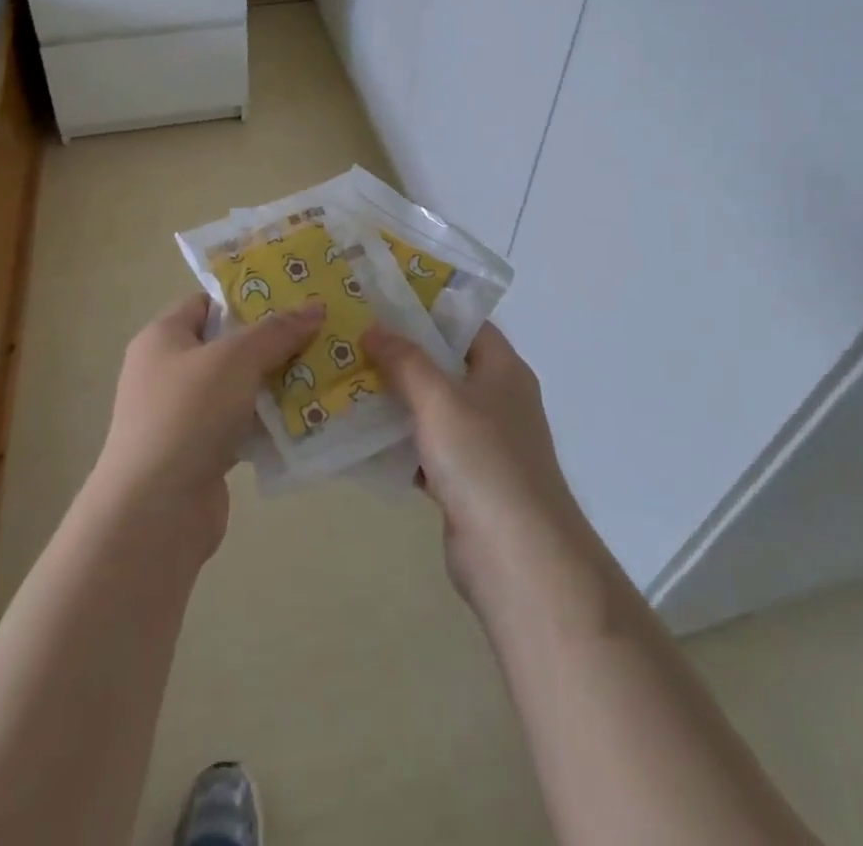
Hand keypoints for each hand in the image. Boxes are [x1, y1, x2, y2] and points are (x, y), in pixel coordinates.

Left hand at [91, 293, 324, 551]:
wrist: (155, 512)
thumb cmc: (187, 414)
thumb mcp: (236, 359)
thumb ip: (277, 331)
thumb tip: (315, 306)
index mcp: (163, 338)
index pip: (207, 303)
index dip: (247, 297)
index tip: (293, 296)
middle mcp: (168, 372)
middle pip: (227, 345)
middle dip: (272, 341)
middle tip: (320, 332)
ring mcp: (184, 415)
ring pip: (239, 387)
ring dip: (276, 383)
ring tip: (325, 369)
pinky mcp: (201, 453)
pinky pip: (242, 426)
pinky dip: (270, 422)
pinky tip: (308, 416)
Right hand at [364, 321, 586, 604]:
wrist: (517, 558)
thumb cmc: (483, 462)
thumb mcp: (440, 400)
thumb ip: (406, 361)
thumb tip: (375, 327)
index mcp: (503, 370)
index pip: (465, 324)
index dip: (427, 310)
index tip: (381, 303)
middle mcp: (496, 400)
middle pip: (445, 365)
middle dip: (401, 355)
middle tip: (353, 341)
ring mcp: (482, 444)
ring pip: (432, 409)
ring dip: (394, 399)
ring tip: (346, 381)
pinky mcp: (465, 482)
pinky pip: (425, 449)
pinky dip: (397, 443)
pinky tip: (358, 437)